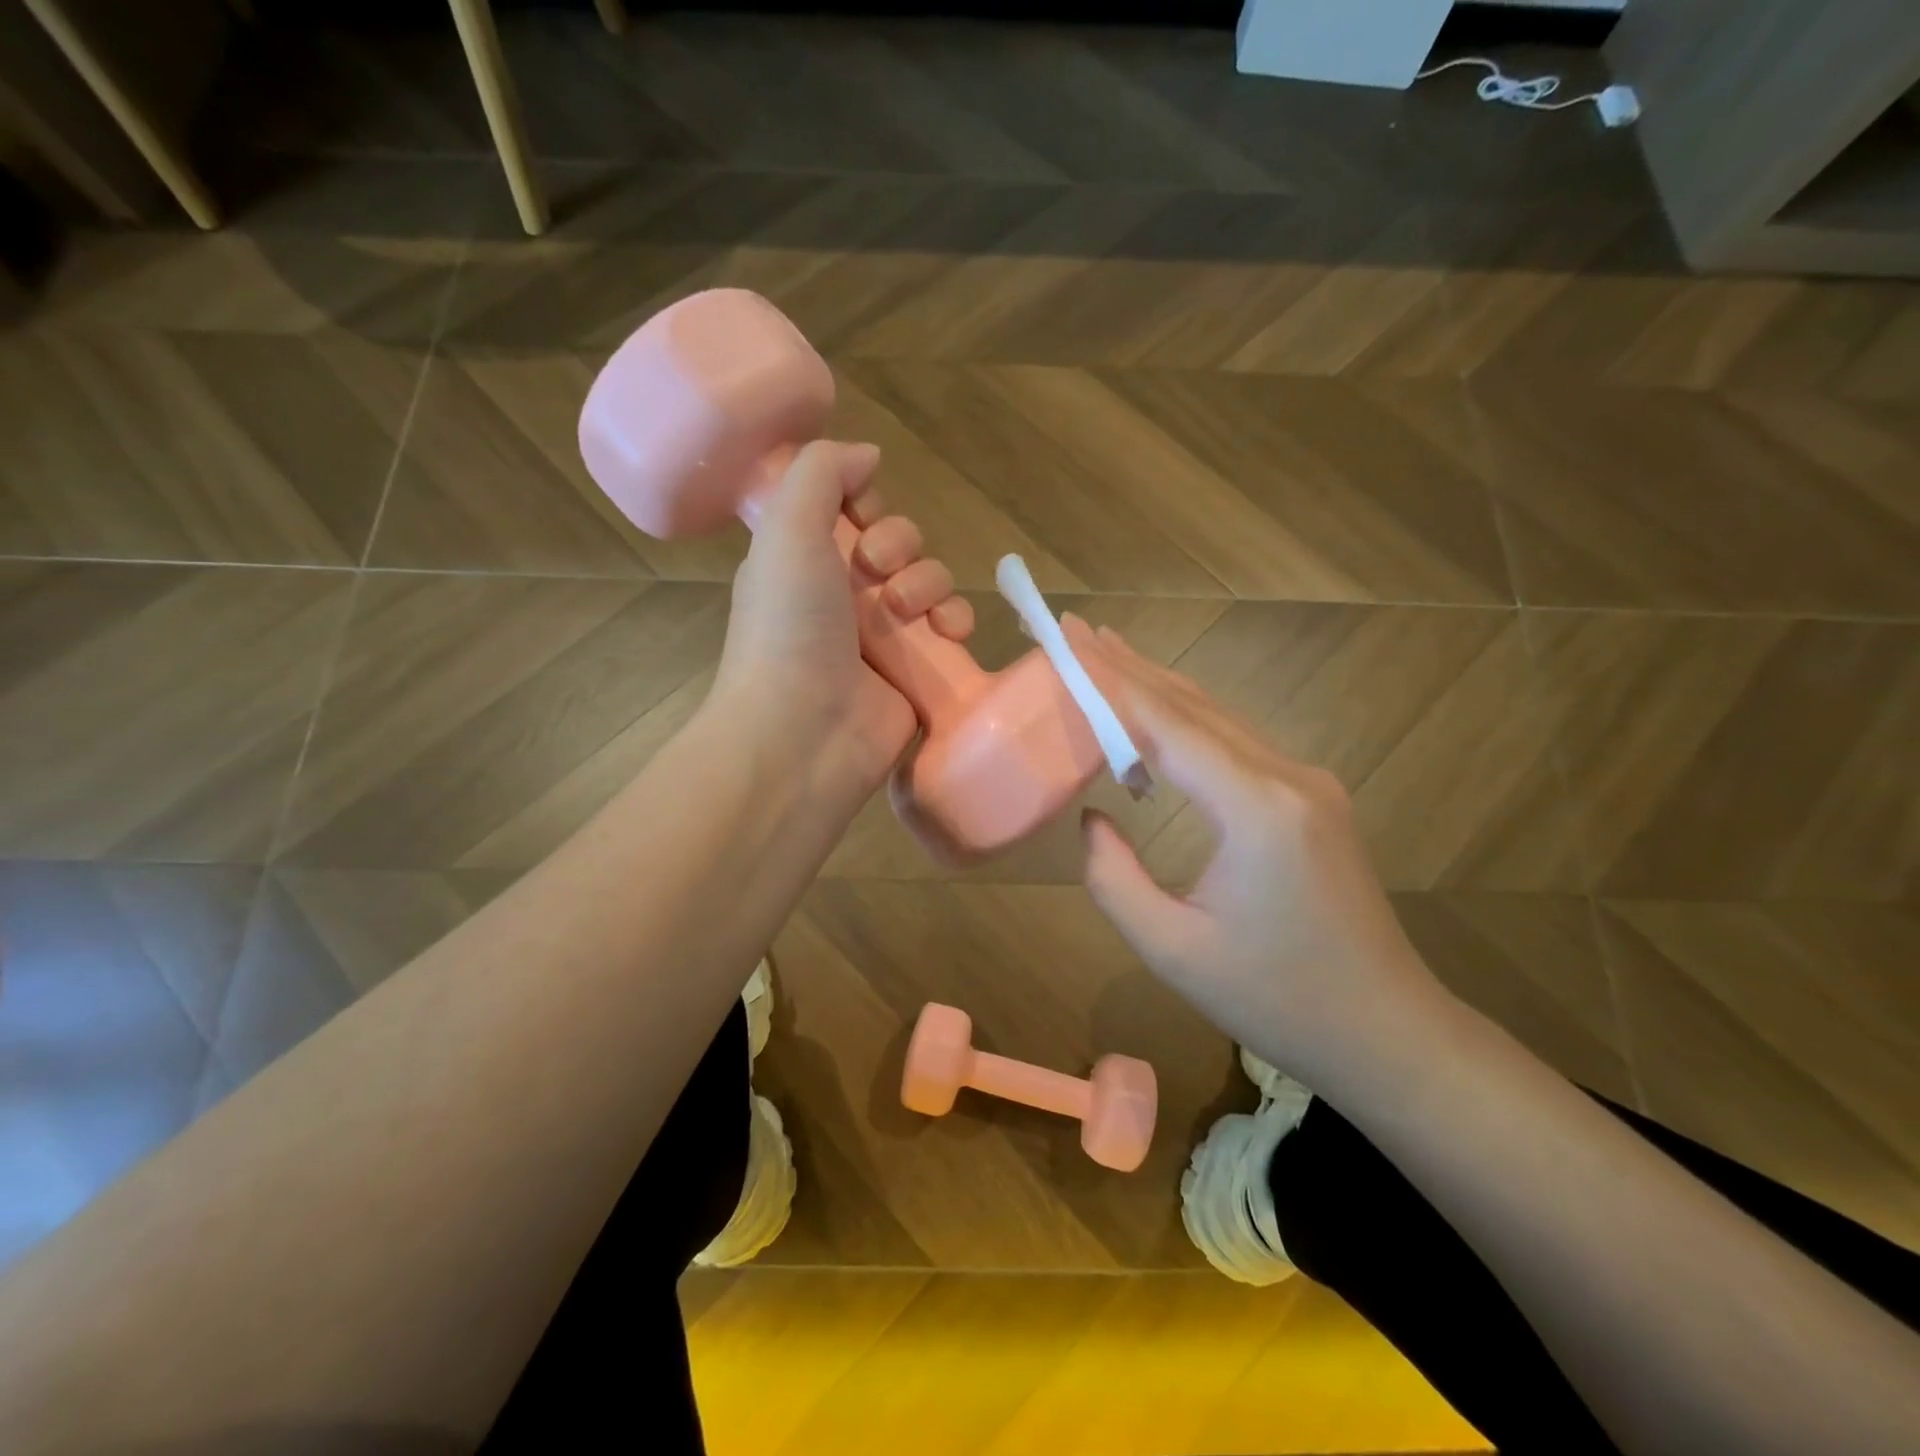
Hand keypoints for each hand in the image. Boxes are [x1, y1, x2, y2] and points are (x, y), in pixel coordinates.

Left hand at [714, 440, 974, 805]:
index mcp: (803, 560)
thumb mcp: (787, 528)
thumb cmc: (788, 627)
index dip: (865, 503)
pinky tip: (948, 633)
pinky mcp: (917, 672)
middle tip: (878, 572)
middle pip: (899, 542)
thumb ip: (822, 472)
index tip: (860, 515)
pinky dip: (957, 622)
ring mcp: (882, 637)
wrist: (802, 734)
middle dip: (899, 545)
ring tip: (906, 612)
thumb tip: (868, 455)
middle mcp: (842, 595)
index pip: (850, 512)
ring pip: (931, 581)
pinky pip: (952, 630)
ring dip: (930, 583)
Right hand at [1069, 621, 1454, 1092]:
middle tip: (1076, 629)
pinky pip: (1236, 744)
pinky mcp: (1311, 798)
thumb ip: (1113, 878)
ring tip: (1106, 654)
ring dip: (1158, 686)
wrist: (1385, 1032)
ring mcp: (1307, 783)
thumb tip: (1095, 817)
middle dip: (1129, 666)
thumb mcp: (1171, 949)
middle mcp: (1287, 777)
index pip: (1167, 725)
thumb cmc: (1275, 1000)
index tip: (1068, 638)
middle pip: (1193, 707)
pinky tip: (1157, 715)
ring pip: (1217, 719)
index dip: (1110, 680)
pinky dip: (1186, 720)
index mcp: (1256, 809)